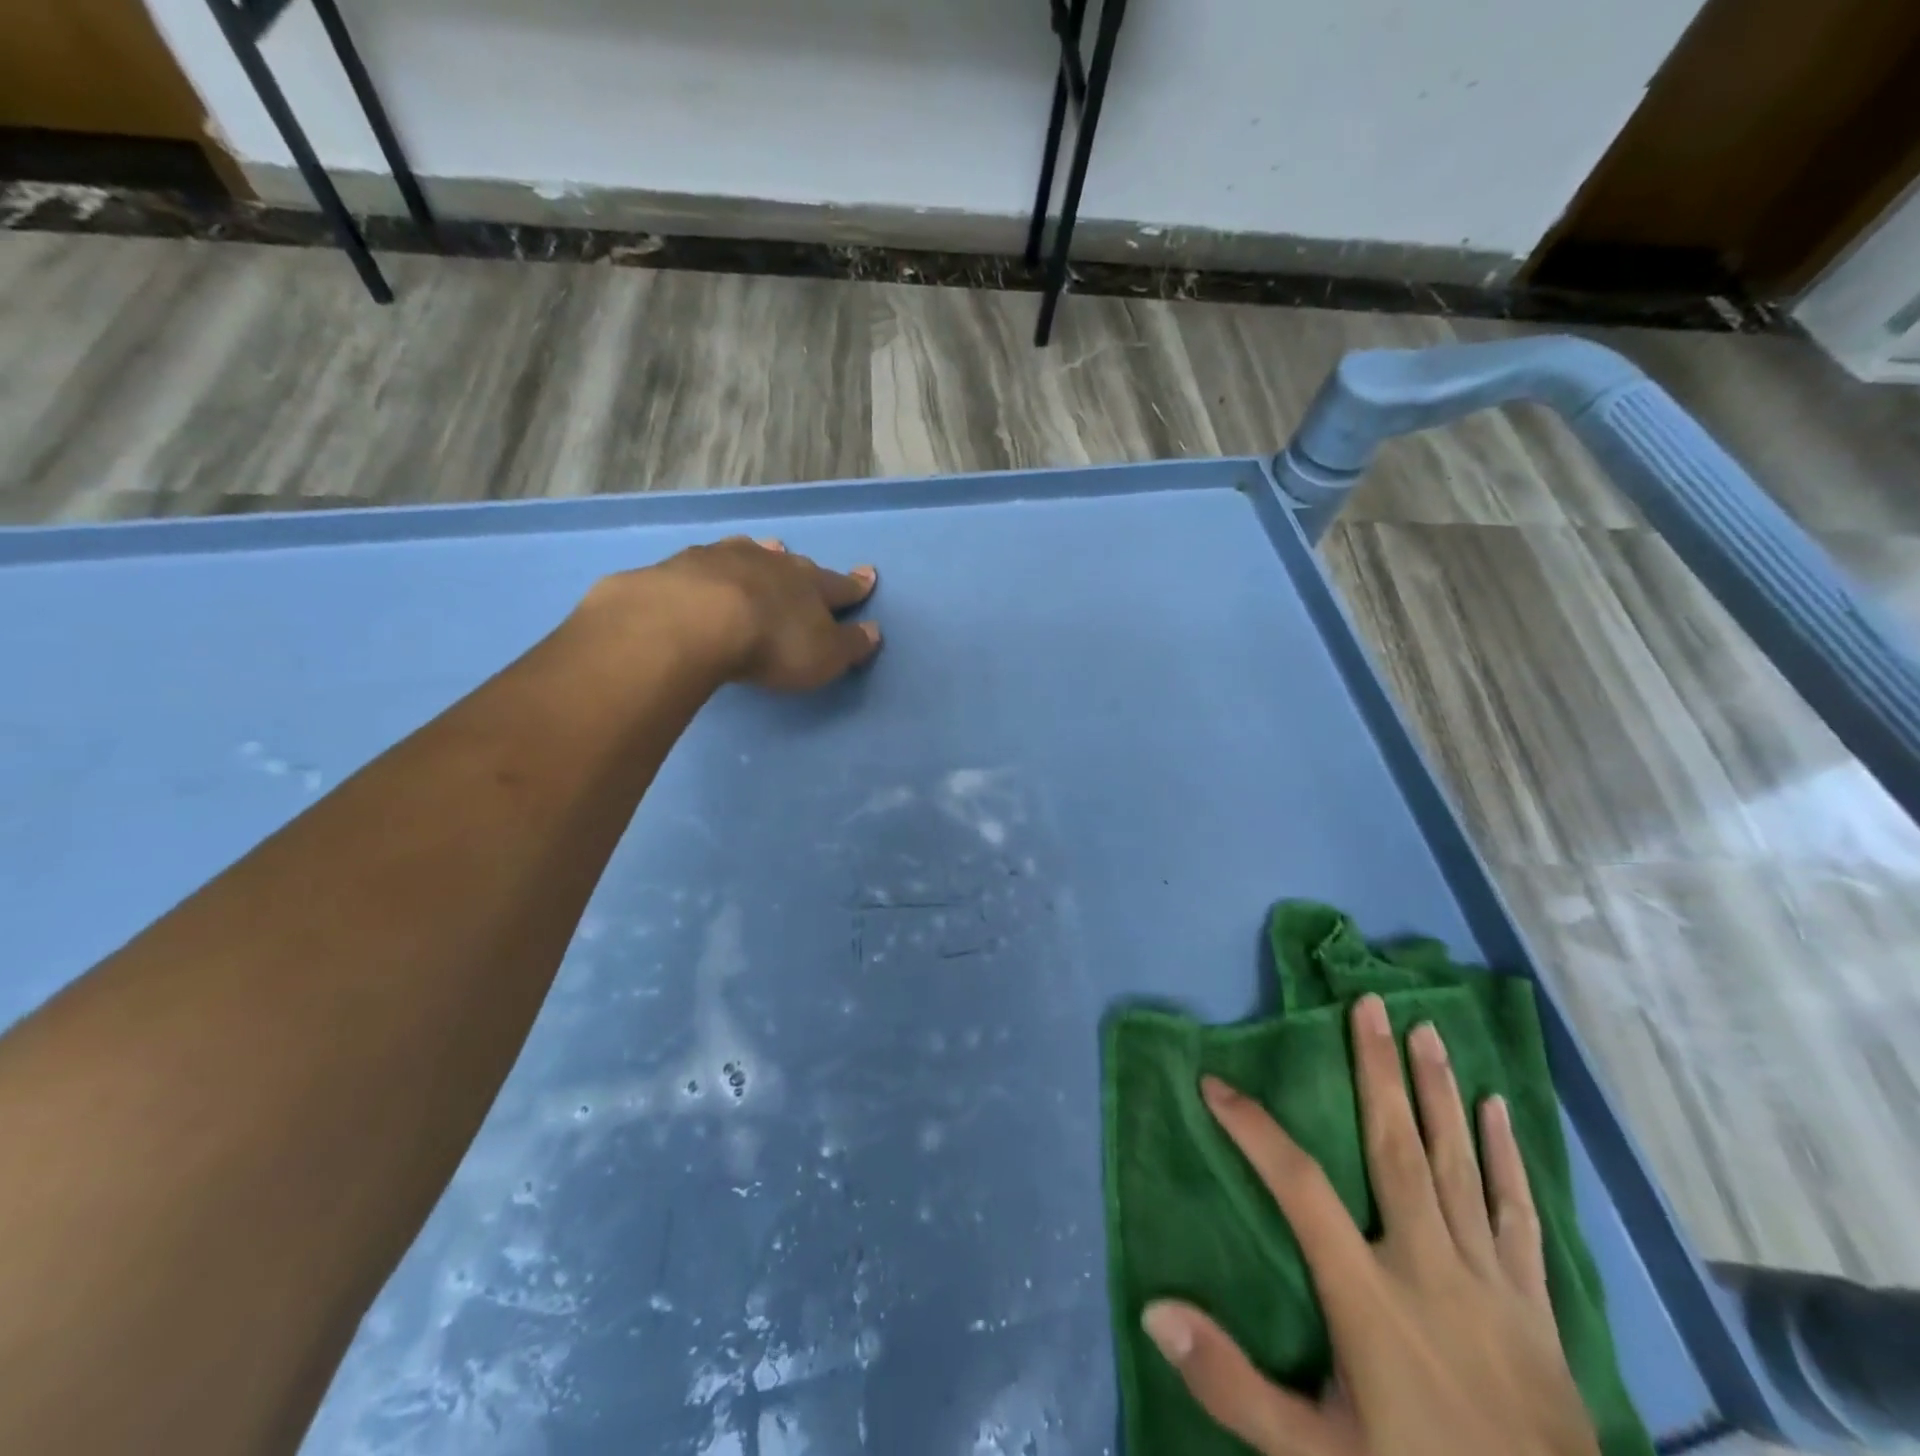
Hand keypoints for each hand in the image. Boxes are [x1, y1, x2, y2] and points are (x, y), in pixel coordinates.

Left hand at [592, 536, 881, 691]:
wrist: (694, 621)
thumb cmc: (772, 644)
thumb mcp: (824, 657)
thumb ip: (850, 645)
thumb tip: (874, 630)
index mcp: (811, 585)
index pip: (841, 585)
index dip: (856, 585)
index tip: (868, 575)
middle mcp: (773, 563)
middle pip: (793, 564)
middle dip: (801, 569)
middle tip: (804, 566)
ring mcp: (725, 558)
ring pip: (750, 553)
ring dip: (759, 556)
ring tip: (761, 551)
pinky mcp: (683, 565)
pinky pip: (706, 562)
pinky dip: (713, 568)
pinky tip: (706, 572)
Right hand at [1141, 995, 1598, 1455]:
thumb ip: (1234, 1384)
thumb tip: (1156, 1310)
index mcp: (1368, 1296)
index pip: (1299, 1188)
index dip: (1253, 1130)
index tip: (1215, 1084)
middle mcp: (1429, 1268)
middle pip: (1396, 1149)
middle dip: (1377, 1071)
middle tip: (1367, 1004)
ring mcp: (1490, 1281)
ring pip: (1458, 1164)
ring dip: (1437, 1092)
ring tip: (1425, 1028)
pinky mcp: (1534, 1302)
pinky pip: (1517, 1212)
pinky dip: (1506, 1156)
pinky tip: (1497, 1108)